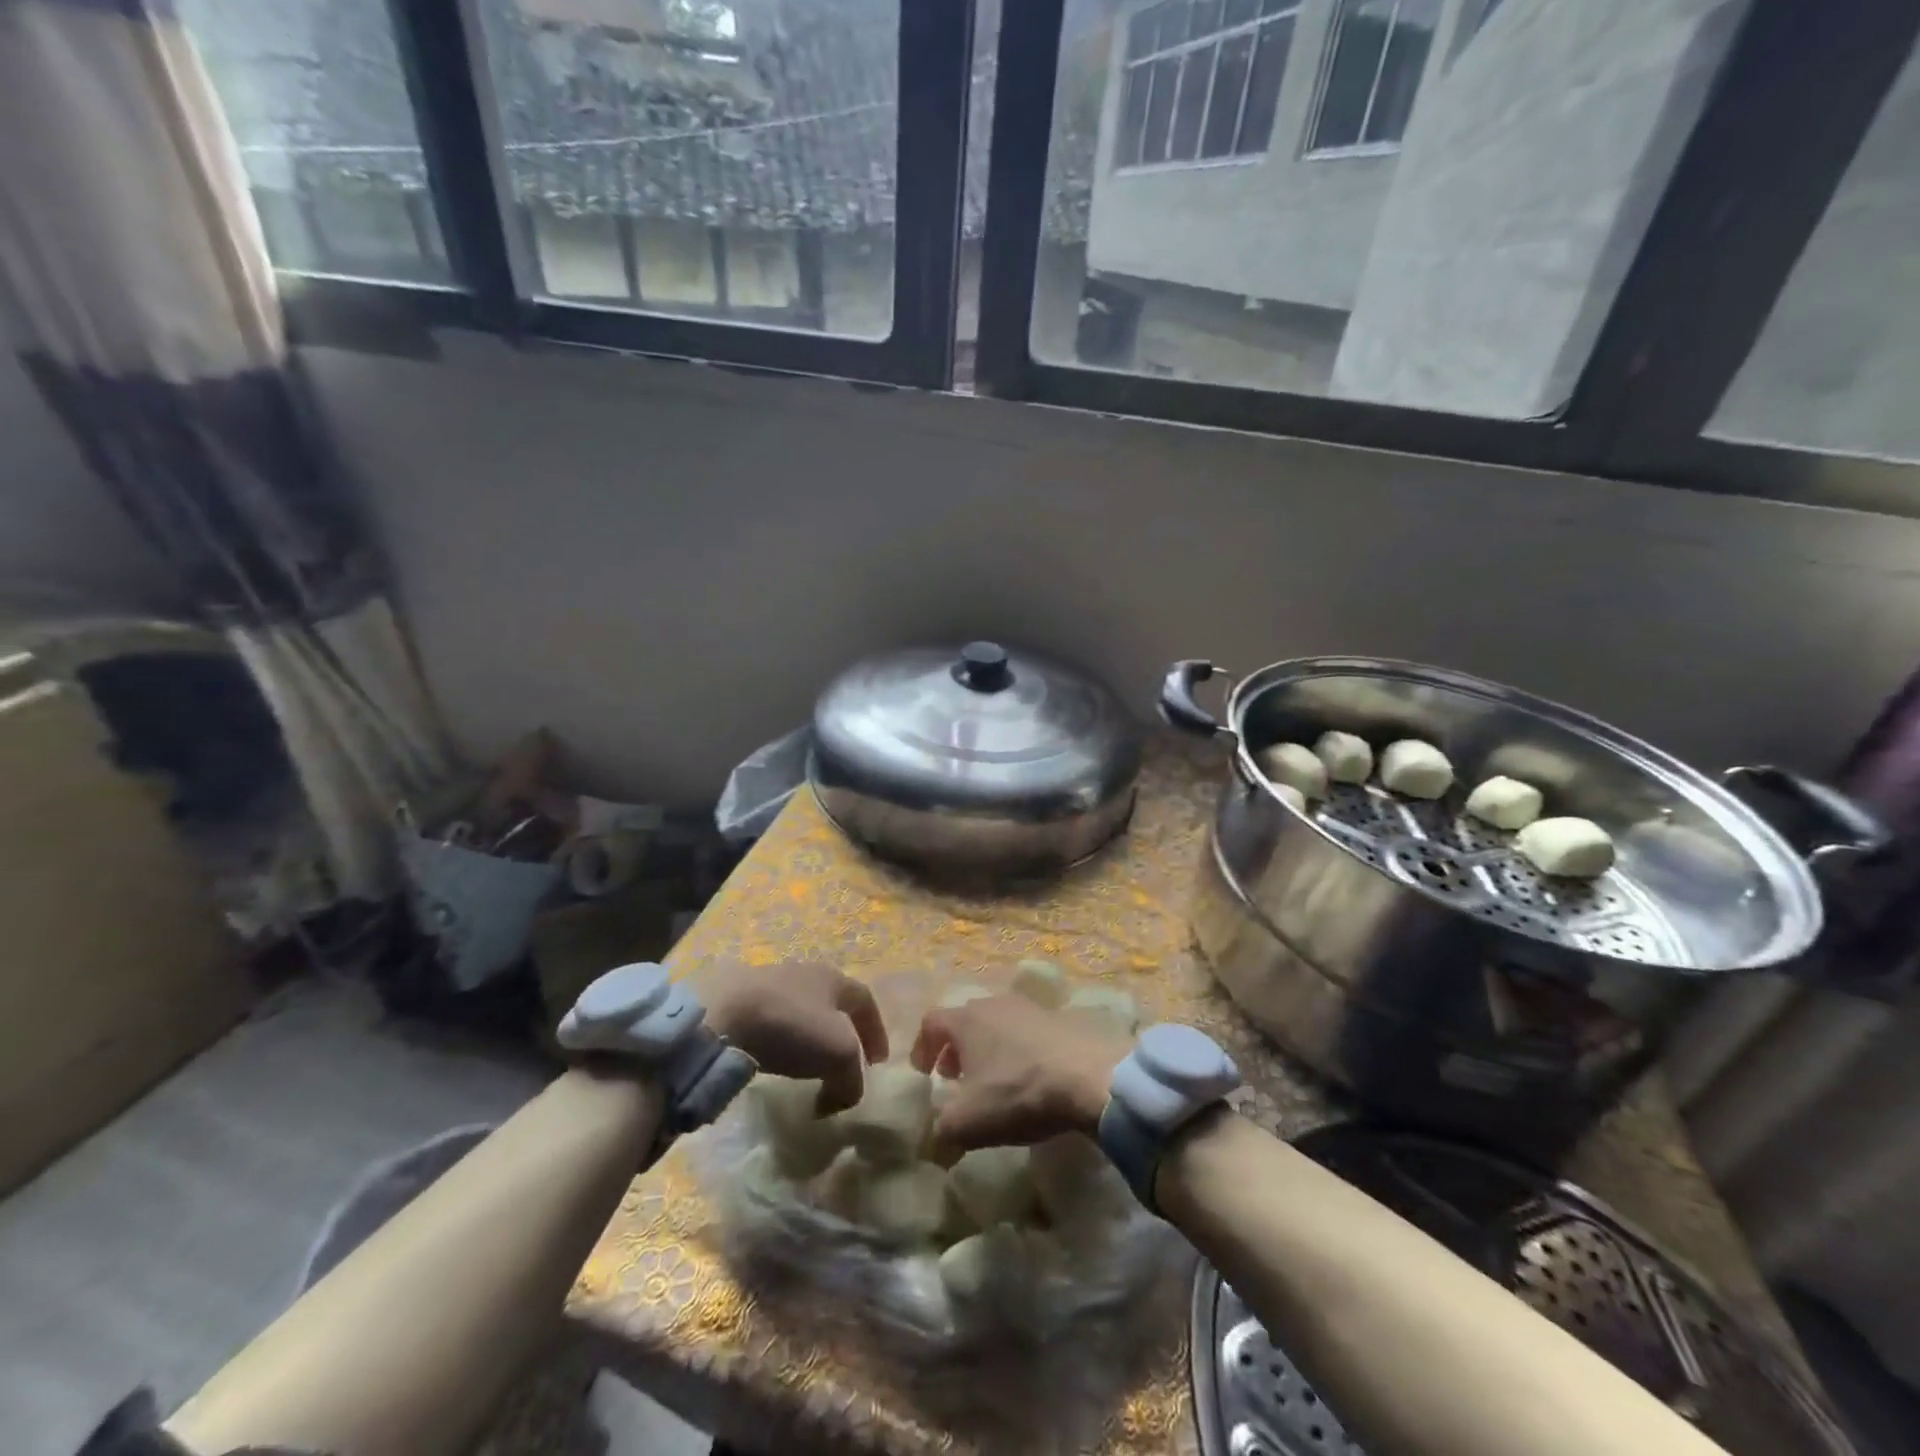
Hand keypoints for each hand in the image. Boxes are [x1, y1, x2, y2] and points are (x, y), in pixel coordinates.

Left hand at [701, 962, 888, 1113]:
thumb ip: (851, 1079)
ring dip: (810, 1038)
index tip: (877, 1063)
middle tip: (844, 1064)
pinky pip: (773, 1022)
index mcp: (834, 979)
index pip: (866, 1002)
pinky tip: (774, 1058)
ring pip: (802, 1011)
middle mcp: (806, 973)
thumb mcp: (839, 1054)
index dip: (876, 1032)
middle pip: (833, 1003)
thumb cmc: (791, 1025)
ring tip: (808, 1066)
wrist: (723, 1012)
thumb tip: (842, 1097)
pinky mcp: (741, 999)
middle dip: (843, 1033)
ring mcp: (771, 983)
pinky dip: (782, 1041)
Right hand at [910, 996, 1130, 1159]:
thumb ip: (941, 1131)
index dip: (921, 1047)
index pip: (931, 1022)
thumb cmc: (1018, 1092)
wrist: (1090, 1076)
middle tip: (954, 1078)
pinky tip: (1027, 1078)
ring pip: (996, 1024)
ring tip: (991, 1080)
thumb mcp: (968, 1123)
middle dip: (954, 1049)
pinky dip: (1016, 1050)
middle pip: (964, 1020)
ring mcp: (1028, 1008)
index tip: (923, 1074)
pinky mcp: (1058, 1019)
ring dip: (987, 1049)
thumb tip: (933, 1141)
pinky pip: (1025, 1032)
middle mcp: (994, 1003)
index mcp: (966, 1020)